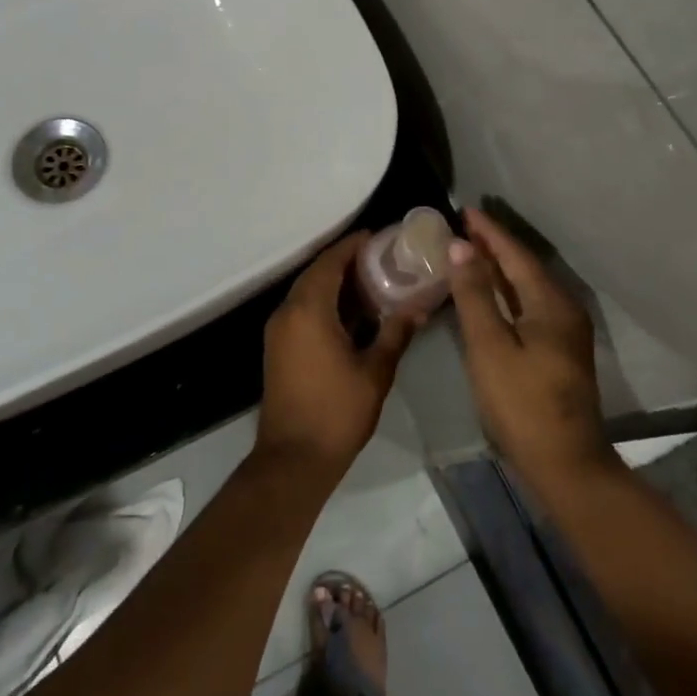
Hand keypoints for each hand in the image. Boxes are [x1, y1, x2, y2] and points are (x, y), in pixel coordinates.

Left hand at [257, 233, 421, 476]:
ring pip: (307, 292)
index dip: (353, 245)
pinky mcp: (278, 347)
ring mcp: (279, 330)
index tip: (379, 236)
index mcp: (309, 310)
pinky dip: (324, 302)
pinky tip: (352, 312)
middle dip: (346, 261)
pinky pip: (301, 310)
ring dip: (335, 282)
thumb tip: (418, 306)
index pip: (330, 262)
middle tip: (381, 257)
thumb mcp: (375, 371)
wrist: (294, 458)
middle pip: (316, 273)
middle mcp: (287, 312)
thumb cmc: (337, 411)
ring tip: (372, 280)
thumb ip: (396, 333)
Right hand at [448, 208, 614, 487]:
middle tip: (461, 227)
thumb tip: (462, 247)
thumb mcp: (490, 346)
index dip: (489, 232)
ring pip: (526, 287)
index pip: (515, 254)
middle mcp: (563, 309)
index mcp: (550, 303)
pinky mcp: (558, 351)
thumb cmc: (522, 403)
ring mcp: (564, 331)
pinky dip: (505, 292)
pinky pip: (528, 305)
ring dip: (498, 269)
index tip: (464, 210)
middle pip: (524, 267)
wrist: (565, 464)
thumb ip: (475, 295)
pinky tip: (487, 295)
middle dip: (493, 246)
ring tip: (468, 252)